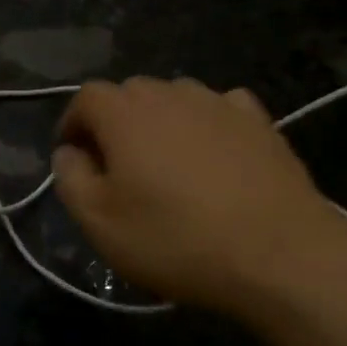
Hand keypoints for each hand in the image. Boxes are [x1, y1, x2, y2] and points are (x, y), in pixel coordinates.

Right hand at [51, 77, 346, 317]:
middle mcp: (171, 94)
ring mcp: (220, 103)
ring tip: (165, 162)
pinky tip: (211, 154)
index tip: (74, 156)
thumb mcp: (100, 223)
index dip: (73, 123)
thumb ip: (71, 179)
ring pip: (175, 97)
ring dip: (160, 121)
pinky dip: (204, 123)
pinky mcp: (260, 121)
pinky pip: (219, 108)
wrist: (277, 253)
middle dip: (113, 122)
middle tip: (115, 167)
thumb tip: (69, 152)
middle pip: (130, 93)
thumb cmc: (175, 239)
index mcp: (126, 113)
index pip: (86, 97)